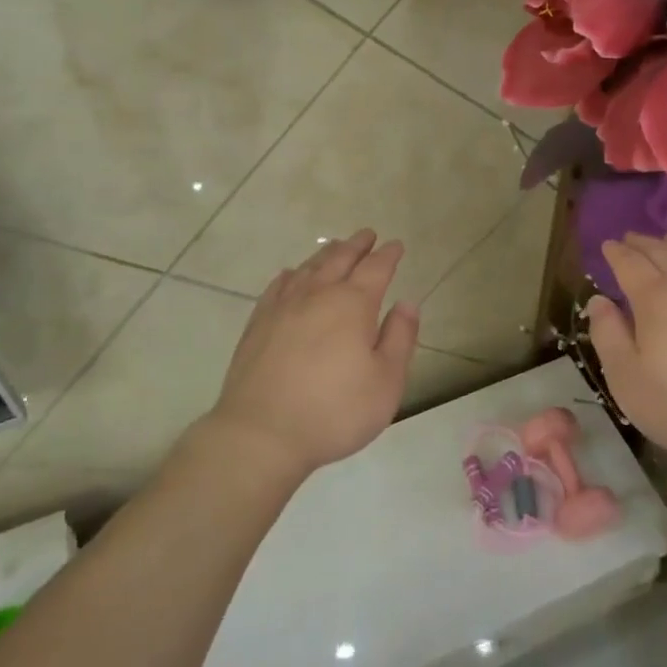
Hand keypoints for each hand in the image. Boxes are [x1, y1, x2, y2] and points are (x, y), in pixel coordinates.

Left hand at [210, 229, 418, 480]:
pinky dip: (291, 274)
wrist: (261, 432)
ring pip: (309, 267)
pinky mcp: (258, 323)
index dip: (388, 255)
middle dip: (357, 245)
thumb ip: (400, 338)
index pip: (376, 268)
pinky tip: (292, 274)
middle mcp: (318, 294)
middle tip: (368, 234)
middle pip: (340, 258)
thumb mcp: (386, 382)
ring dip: (326, 254)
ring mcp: (283, 306)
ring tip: (336, 246)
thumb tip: (407, 303)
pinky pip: (278, 285)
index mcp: (353, 304)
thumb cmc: (334, 411)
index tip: (396, 245)